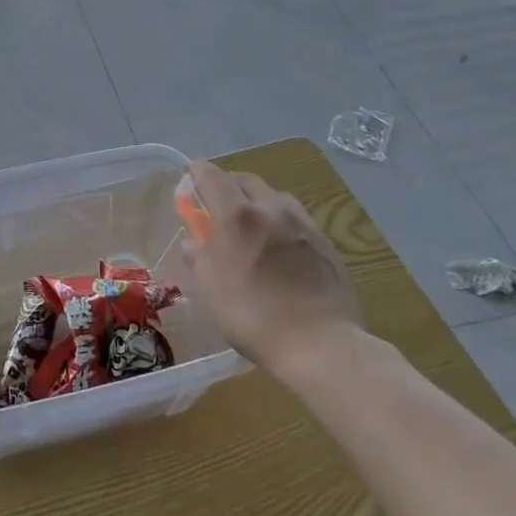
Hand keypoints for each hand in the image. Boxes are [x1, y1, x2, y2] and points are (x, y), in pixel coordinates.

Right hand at [180, 159, 361, 380]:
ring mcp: (302, 223)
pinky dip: (280, 218)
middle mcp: (270, 209)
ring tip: (251, 221)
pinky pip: (296, 216)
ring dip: (257, 199)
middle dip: (228, 183)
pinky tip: (279, 242)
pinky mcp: (325, 241)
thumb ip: (199, 259)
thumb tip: (193, 242)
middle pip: (246, 180)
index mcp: (236, 216)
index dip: (199, 172)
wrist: (321, 343)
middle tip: (217, 202)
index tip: (191, 174)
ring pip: (275, 195)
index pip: (213, 177)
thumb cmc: (253, 316)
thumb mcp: (212, 290)